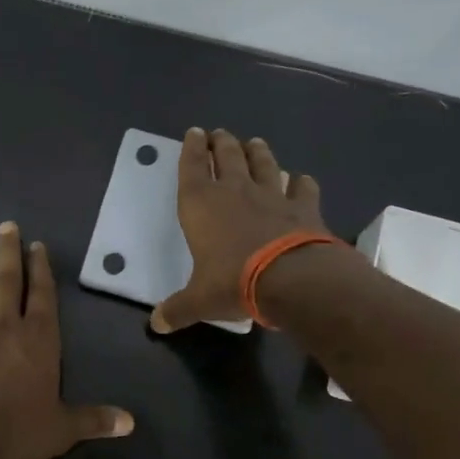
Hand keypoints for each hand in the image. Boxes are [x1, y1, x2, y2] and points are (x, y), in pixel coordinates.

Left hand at [0, 221, 133, 458]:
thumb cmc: (22, 430)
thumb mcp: (64, 427)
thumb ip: (94, 419)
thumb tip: (130, 424)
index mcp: (39, 339)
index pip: (41, 295)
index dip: (40, 268)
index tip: (35, 245)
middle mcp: (5, 328)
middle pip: (6, 282)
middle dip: (6, 253)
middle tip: (4, 226)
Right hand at [151, 128, 330, 332]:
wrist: (291, 279)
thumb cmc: (233, 282)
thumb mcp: (199, 301)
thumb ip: (177, 309)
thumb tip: (156, 325)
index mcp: (201, 205)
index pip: (192, 167)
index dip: (191, 149)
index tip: (193, 133)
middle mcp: (235, 191)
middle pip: (227, 156)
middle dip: (221, 143)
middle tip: (219, 133)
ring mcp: (272, 196)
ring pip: (264, 164)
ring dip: (258, 152)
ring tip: (254, 142)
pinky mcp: (304, 207)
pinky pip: (302, 188)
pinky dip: (301, 182)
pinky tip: (301, 180)